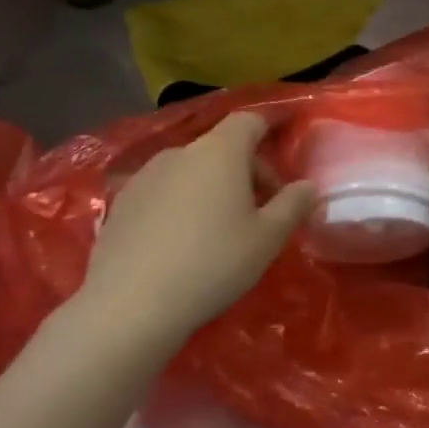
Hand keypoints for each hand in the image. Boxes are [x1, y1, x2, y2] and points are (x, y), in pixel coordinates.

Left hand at [74, 113, 314, 359]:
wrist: (129, 306)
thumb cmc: (213, 262)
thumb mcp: (268, 238)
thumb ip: (293, 204)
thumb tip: (308, 186)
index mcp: (220, 152)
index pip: (250, 120)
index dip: (272, 127)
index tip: (286, 144)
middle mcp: (180, 153)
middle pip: (222, 147)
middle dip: (247, 170)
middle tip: (264, 209)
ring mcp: (144, 177)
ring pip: (192, 170)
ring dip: (213, 187)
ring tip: (223, 227)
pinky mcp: (120, 205)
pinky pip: (164, 192)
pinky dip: (182, 204)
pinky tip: (184, 242)